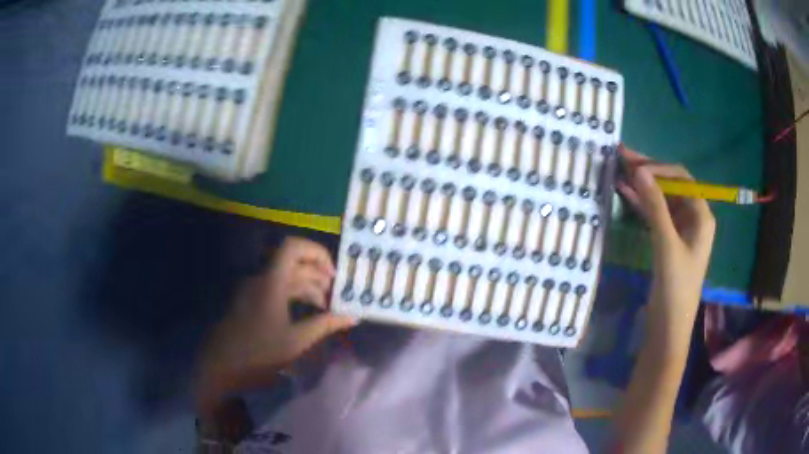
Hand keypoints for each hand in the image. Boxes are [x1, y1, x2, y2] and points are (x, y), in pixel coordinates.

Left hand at [196, 237, 355, 412]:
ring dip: (309, 288)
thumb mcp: (296, 341)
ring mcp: (255, 290)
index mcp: (271, 282)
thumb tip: (353, 317)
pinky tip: (307, 314)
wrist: (221, 365)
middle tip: (337, 297)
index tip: (334, 276)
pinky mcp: (251, 302)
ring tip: (326, 309)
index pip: (294, 247)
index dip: (317, 253)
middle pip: (294, 265)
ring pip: (287, 278)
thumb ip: (325, 325)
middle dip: (319, 277)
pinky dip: (295, 296)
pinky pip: (277, 289)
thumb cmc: (258, 352)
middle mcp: (262, 279)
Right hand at [616, 146, 714, 355]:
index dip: (658, 168)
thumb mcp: (666, 245)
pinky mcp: (669, 240)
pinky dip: (642, 203)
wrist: (669, 326)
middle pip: (671, 185)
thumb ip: (655, 207)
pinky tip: (625, 193)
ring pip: (661, 197)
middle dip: (648, 171)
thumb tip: (639, 171)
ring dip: (642, 185)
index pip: (680, 178)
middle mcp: (693, 217)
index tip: (633, 166)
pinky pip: (656, 213)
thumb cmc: (675, 288)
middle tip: (621, 156)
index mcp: (701, 215)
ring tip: (619, 170)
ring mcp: (680, 229)